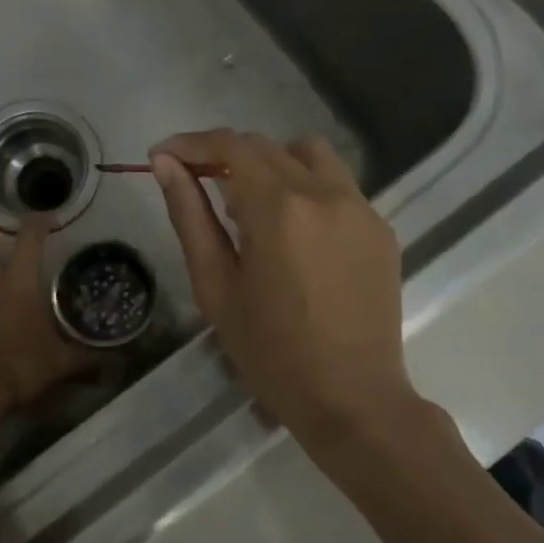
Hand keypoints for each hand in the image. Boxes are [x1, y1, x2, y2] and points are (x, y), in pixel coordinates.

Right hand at [151, 130, 417, 443]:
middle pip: (266, 146)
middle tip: (197, 185)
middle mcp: (325, 192)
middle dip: (224, 156)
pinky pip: (337, 186)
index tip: (162, 156)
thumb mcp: (216, 285)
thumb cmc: (270, 352)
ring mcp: (361, 208)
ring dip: (271, 164)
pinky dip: (305, 190)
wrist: (352, 399)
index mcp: (279, 208)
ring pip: (308, 155)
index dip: (190, 143)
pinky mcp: (381, 228)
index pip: (229, 146)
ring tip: (251, 207)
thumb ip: (190, 216)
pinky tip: (294, 236)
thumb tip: (166, 164)